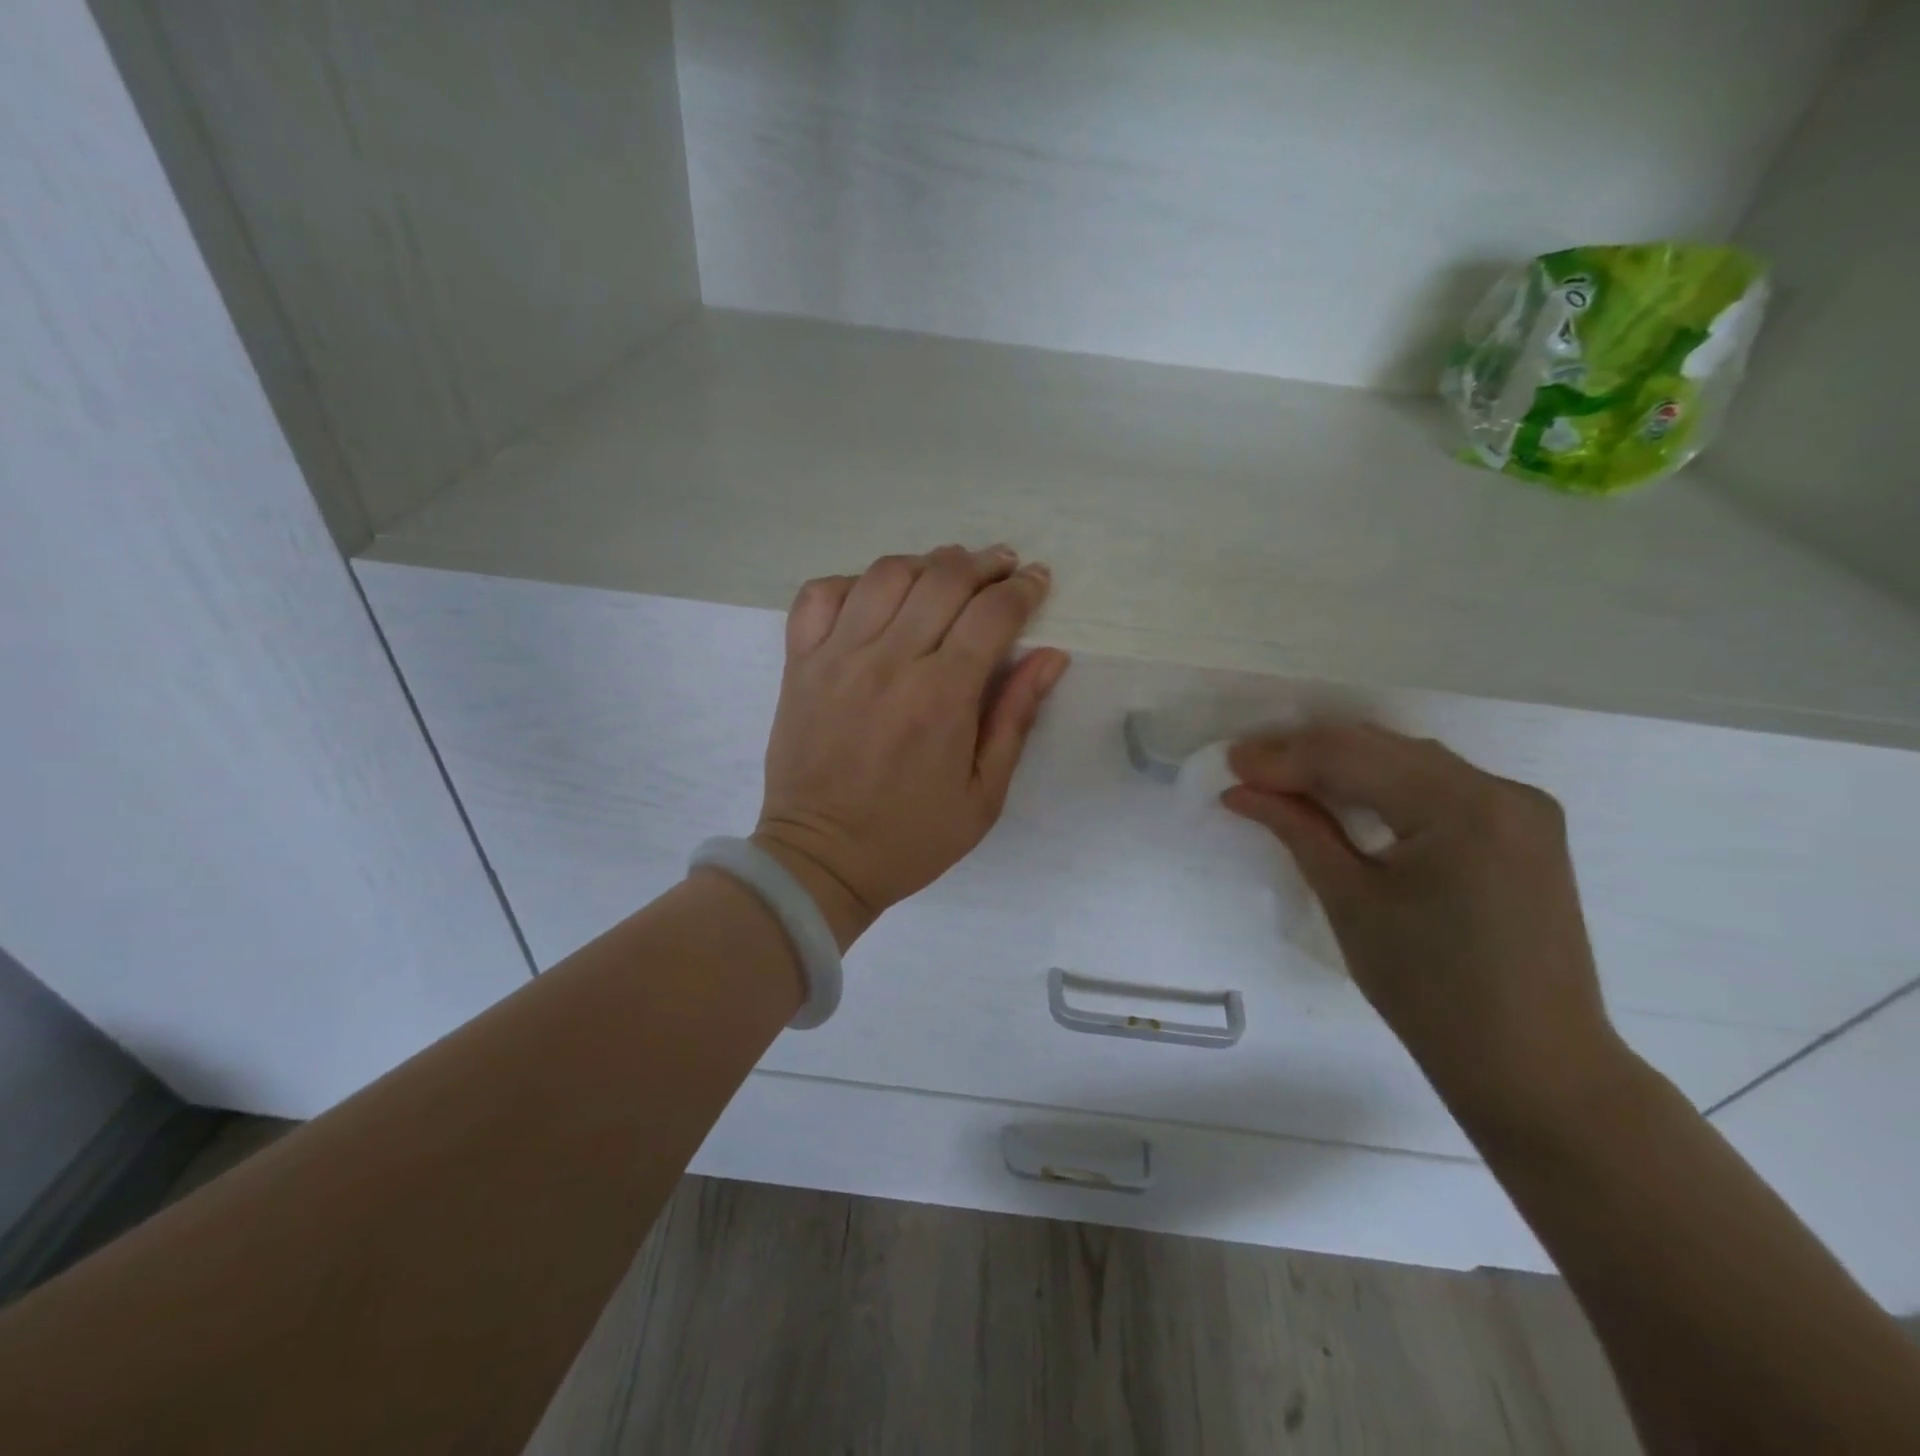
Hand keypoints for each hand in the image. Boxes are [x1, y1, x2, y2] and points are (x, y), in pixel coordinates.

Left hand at [754, 546, 1070, 947]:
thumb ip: (1016, 718)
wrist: (821, 859)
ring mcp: (837, 657)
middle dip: (983, 563)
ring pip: (885, 574)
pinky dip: (852, 581)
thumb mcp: (984, 794)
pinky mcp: (799, 663)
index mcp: (942, 697)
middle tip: (1001, 566)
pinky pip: (819, 595)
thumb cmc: (912, 837)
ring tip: (946, 575)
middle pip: (943, 579)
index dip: (1023, 588)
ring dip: (926, 564)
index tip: (1036, 580)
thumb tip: (1051, 655)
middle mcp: (889, 662)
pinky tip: (875, 596)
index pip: (992, 613)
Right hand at [1223, 723, 1631, 1129]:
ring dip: (1345, 763)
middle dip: (1309, 753)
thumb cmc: (1430, 992)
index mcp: (1463, 809)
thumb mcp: (1350, 902)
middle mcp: (1502, 791)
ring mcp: (1522, 808)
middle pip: (1383, 749)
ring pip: (1410, 761)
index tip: (1230, 762)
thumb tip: (1241, 790)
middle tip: (1247, 766)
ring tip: (1283, 776)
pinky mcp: (1524, 829)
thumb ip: (1298, 829)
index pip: (1353, 758)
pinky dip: (1385, 783)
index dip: (1284, 757)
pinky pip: (1440, 784)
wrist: (1534, 1065)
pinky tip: (1345, 792)